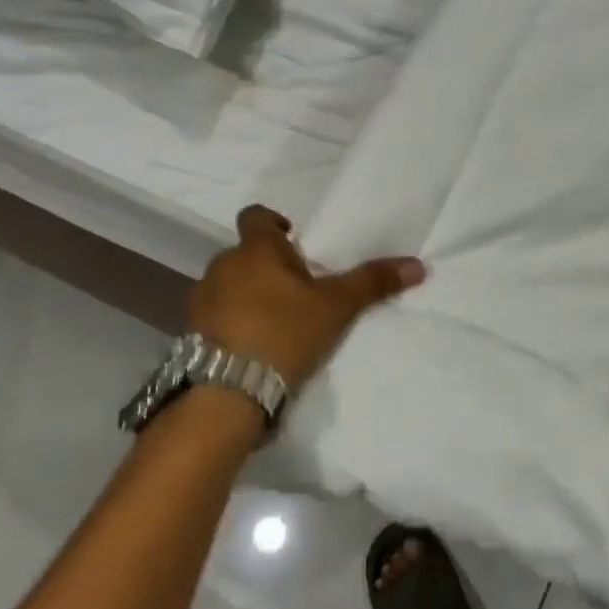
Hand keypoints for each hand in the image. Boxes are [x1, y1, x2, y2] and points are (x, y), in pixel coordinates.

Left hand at [190, 205, 425, 392]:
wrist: (229, 392)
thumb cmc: (285, 333)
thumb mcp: (337, 307)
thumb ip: (373, 283)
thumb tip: (418, 265)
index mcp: (255, 250)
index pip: (256, 216)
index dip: (274, 222)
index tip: (293, 238)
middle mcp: (222, 266)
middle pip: (245, 253)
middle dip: (267, 265)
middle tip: (296, 289)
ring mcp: (201, 300)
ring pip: (228, 284)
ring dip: (246, 293)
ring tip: (274, 320)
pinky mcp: (190, 332)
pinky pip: (215, 314)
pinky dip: (231, 320)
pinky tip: (252, 344)